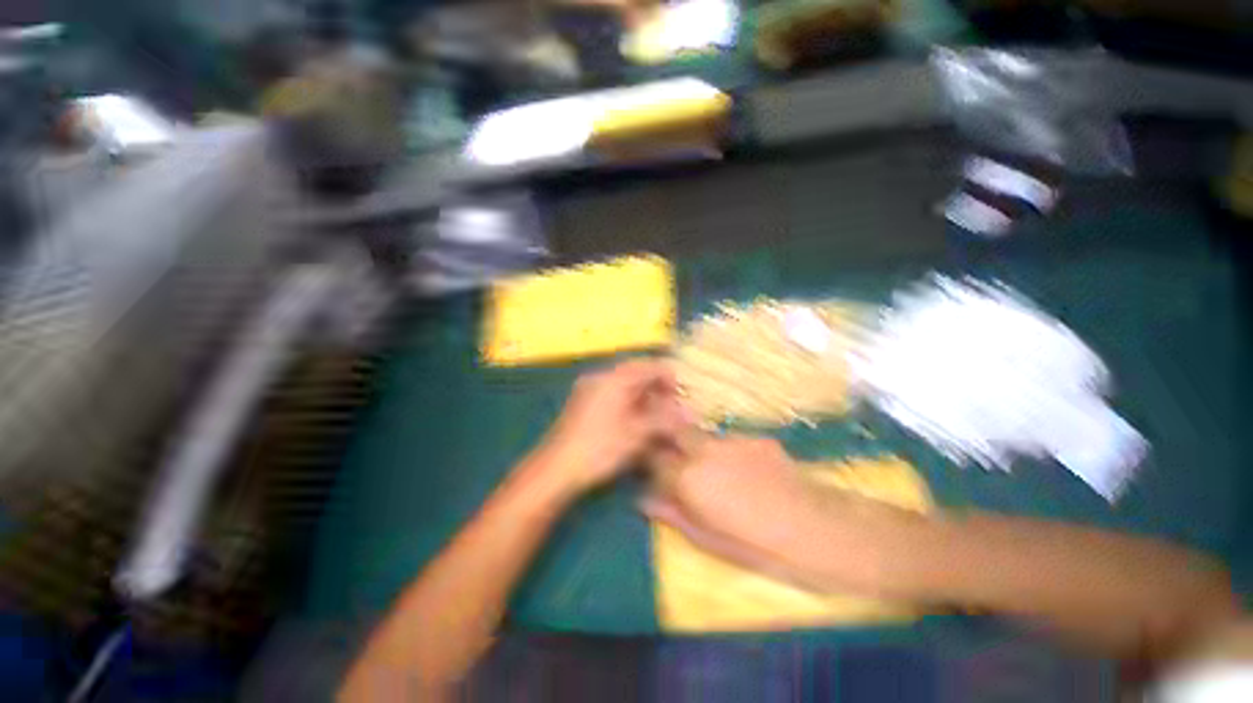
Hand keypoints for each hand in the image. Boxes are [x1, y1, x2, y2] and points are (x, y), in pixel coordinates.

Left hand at [536, 358, 689, 494]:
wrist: (556, 468)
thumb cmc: (600, 448)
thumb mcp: (637, 434)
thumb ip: (664, 419)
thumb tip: (688, 414)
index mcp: (615, 378)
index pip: (649, 366)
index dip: (669, 377)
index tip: (681, 396)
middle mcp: (601, 376)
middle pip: (636, 373)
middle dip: (656, 387)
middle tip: (670, 407)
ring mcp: (589, 387)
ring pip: (624, 383)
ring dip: (643, 395)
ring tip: (655, 415)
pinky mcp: (582, 401)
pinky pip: (612, 392)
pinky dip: (628, 401)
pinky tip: (634, 419)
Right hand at [645, 435, 815, 556]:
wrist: (815, 529)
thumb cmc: (756, 545)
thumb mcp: (707, 539)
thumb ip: (672, 514)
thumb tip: (644, 501)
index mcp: (688, 475)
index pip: (656, 460)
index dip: (654, 467)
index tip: (657, 476)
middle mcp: (705, 449)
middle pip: (677, 432)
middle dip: (673, 443)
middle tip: (682, 465)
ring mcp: (733, 440)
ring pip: (705, 436)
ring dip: (702, 449)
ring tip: (721, 474)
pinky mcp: (757, 438)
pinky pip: (733, 442)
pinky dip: (730, 453)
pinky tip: (749, 474)